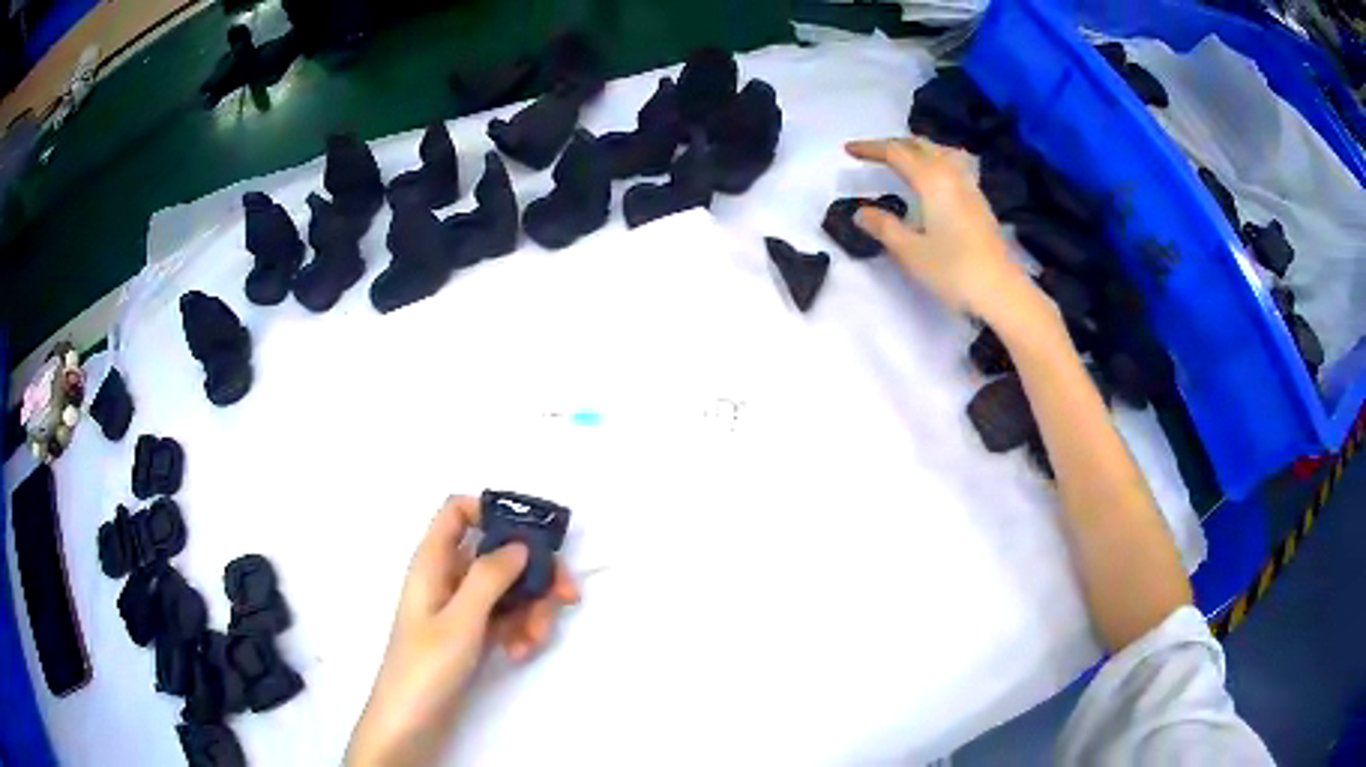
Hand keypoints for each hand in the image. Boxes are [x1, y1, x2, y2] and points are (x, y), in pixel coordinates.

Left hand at [346, 496, 579, 766]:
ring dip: (531, 611)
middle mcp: (449, 577)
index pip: (458, 511)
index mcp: (434, 562)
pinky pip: (505, 618)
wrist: (410, 721)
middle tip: (567, 596)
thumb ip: (489, 578)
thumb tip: (520, 544)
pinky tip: (521, 652)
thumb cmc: (426, 665)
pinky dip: (520, 630)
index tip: (533, 535)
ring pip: (508, 589)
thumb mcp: (460, 620)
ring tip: (534, 641)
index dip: (492, 511)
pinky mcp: (473, 634)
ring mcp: (462, 607)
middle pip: (497, 554)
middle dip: (534, 573)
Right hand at [845, 137, 1045, 326]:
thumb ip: (884, 227)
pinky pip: (955, 165)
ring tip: (904, 158)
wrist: (1001, 291)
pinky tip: (935, 178)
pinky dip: (936, 160)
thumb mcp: (910, 252)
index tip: (848, 149)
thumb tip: (860, 212)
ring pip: (941, 151)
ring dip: (918, 148)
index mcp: (931, 180)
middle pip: (920, 145)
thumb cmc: (953, 271)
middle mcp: (951, 175)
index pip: (896, 153)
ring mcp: (970, 187)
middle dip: (894, 144)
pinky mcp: (980, 202)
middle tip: (873, 152)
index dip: (871, 148)